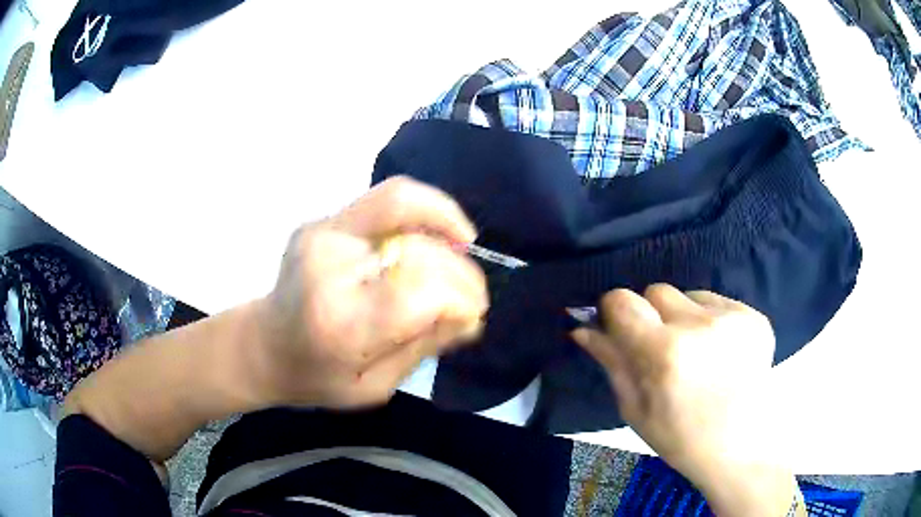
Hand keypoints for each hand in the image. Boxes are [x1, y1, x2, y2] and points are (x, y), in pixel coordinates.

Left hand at [248, 176, 488, 408]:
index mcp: (340, 323)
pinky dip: (421, 211)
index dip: (460, 298)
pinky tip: (432, 235)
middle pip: (418, 249)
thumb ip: (422, 347)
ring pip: (400, 200)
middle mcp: (328, 267)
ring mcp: (322, 234)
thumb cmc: (316, 378)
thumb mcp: (374, 387)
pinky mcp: (323, 221)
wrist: (263, 345)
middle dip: (461, 271)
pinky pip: (385, 199)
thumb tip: (470, 314)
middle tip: (471, 295)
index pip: (419, 291)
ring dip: (444, 220)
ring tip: (461, 245)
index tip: (473, 314)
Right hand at [573, 284, 797, 516]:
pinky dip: (711, 321)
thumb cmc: (680, 438)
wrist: (741, 446)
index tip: (622, 330)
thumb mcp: (635, 409)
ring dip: (684, 316)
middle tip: (662, 349)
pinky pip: (718, 302)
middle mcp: (698, 325)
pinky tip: (719, 352)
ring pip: (689, 294)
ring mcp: (732, 317)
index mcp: (662, 353)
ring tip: (696, 352)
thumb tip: (582, 328)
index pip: (621, 300)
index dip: (616, 312)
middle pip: (656, 290)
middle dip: (651, 314)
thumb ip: (611, 362)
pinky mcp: (754, 317)